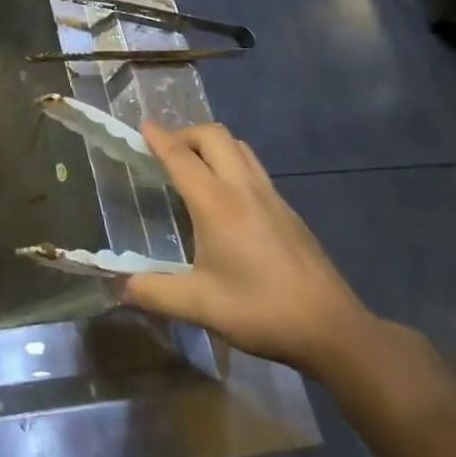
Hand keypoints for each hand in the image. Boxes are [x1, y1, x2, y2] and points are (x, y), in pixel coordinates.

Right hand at [123, 122, 374, 374]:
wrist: (334, 330)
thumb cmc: (262, 311)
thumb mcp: (200, 306)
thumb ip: (154, 292)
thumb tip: (121, 287)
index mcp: (217, 204)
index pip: (181, 157)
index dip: (159, 138)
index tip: (142, 126)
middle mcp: (244, 189)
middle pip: (214, 136)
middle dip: (186, 134)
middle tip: (166, 153)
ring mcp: (272, 197)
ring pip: (238, 147)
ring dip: (211, 145)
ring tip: (194, 167)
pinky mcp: (289, 211)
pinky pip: (254, 168)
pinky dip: (231, 164)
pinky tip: (227, 198)